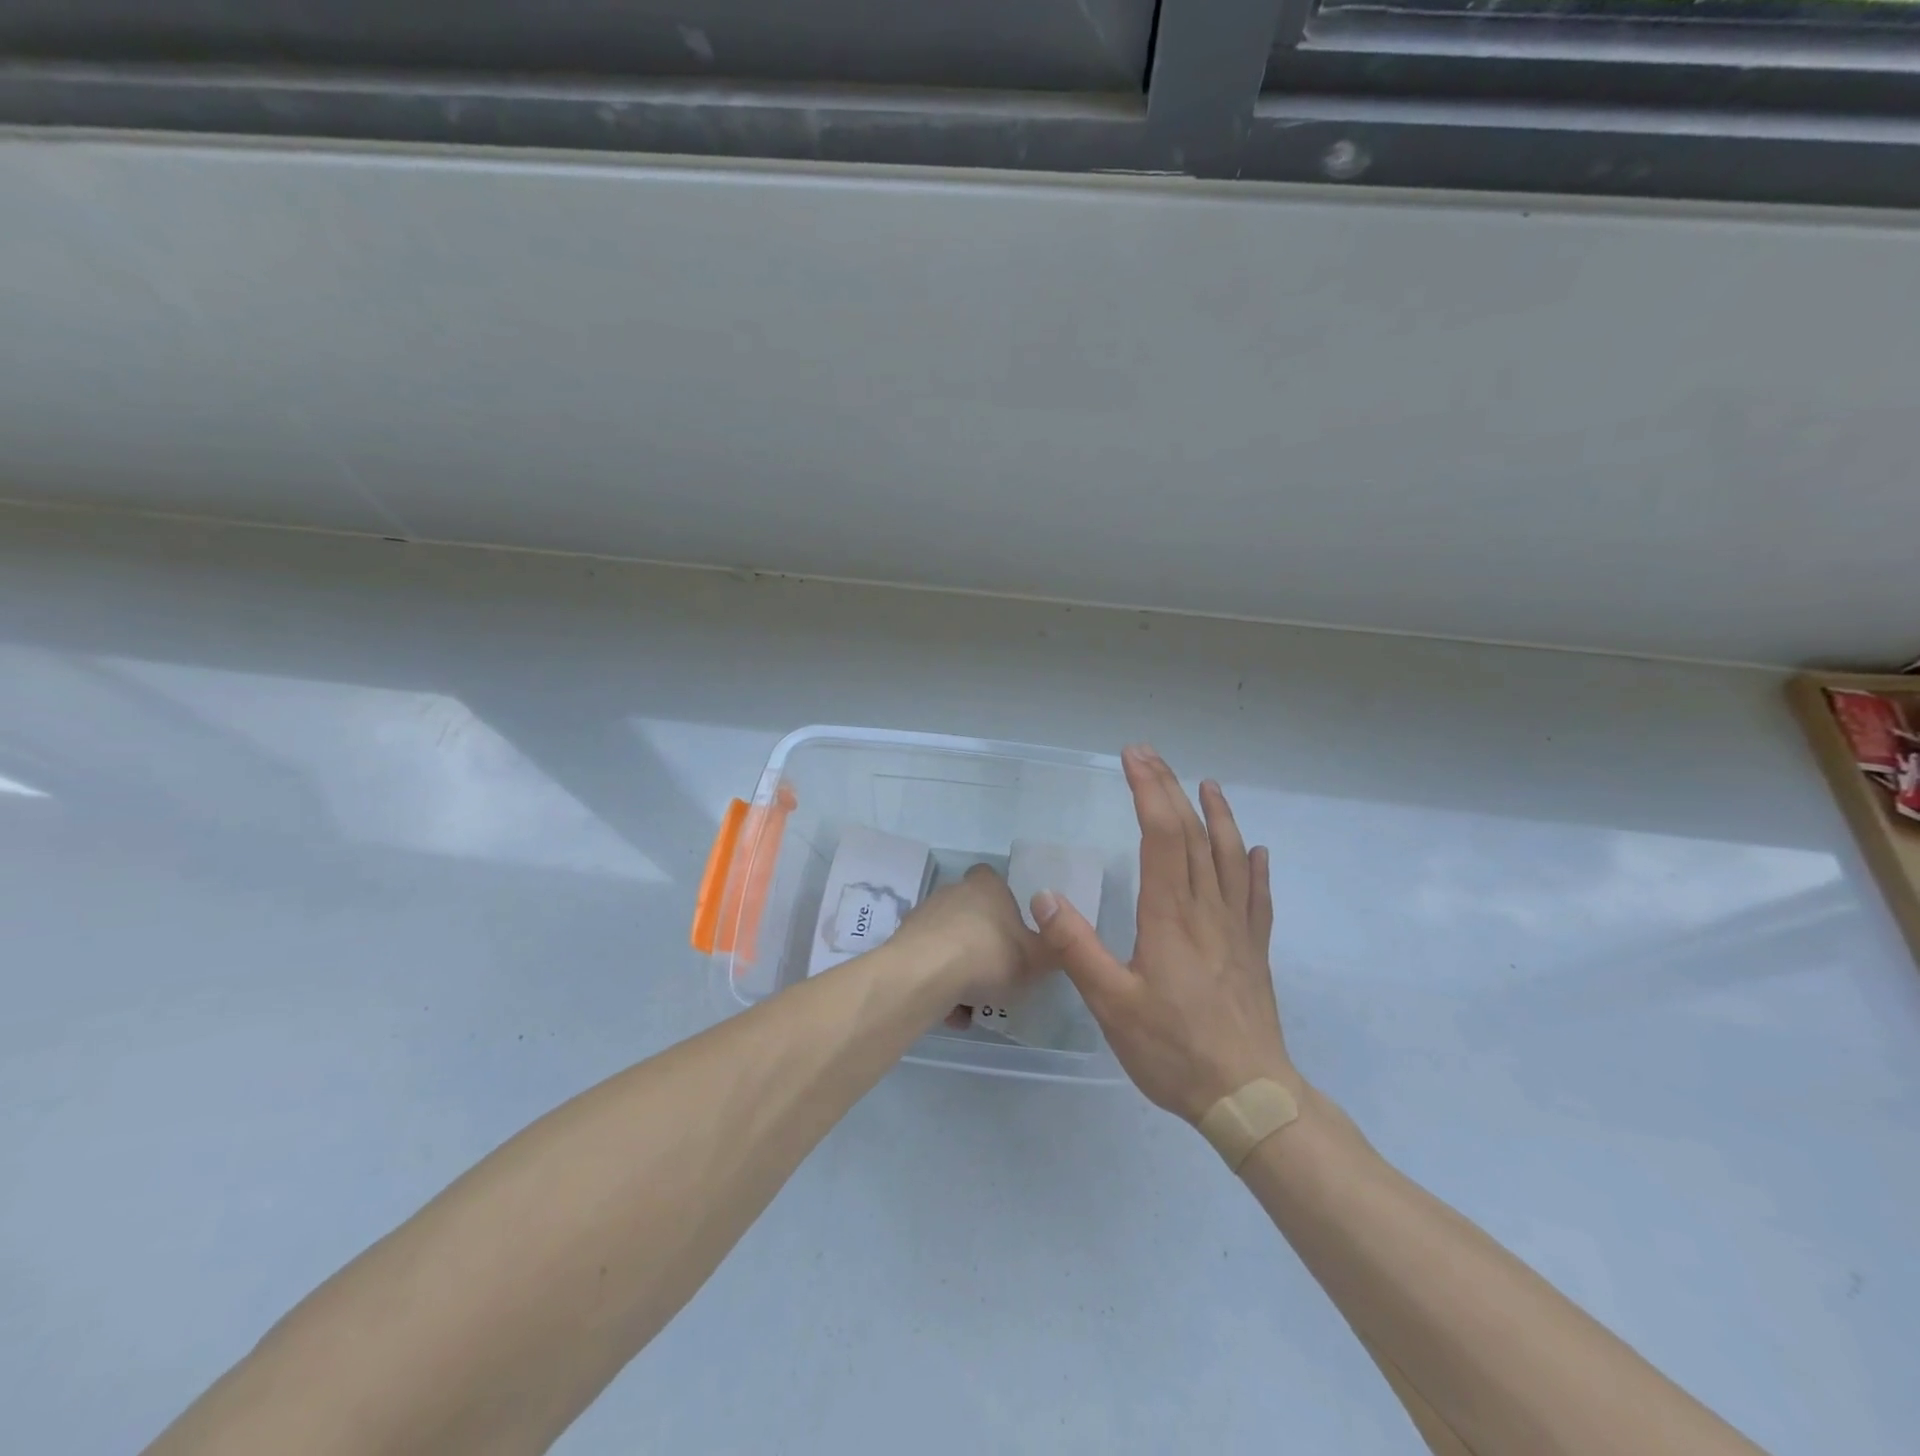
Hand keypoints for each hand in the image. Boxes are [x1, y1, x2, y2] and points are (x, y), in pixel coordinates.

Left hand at [895, 863, 1047, 1008]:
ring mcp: (925, 915)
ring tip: (971, 1004)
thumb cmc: (989, 957)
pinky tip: (948, 1011)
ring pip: (949, 942)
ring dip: (959, 968)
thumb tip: (1055, 941)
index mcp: (987, 886)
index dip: (1004, 903)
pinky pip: (928, 963)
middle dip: (982, 942)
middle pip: (971, 913)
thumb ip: (1050, 950)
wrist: (925, 975)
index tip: (1013, 932)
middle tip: (997, 974)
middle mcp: (953, 892)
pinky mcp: (903, 942)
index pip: (994, 879)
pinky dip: (938, 984)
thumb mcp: (1037, 960)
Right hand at [1032, 745, 1297, 1123]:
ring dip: (1218, 816)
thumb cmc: (1174, 1050)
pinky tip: (1256, 852)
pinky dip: (1254, 867)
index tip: (1132, 758)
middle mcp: (1207, 910)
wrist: (1249, 1096)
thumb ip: (1077, 948)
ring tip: (1208, 785)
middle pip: (1193, 835)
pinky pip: (1257, 897)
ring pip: (1230, 857)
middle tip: (1150, 755)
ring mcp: (1237, 929)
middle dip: (1170, 789)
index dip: (1148, 791)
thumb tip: (1044, 897)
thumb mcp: (1112, 1004)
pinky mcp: (1254, 950)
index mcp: (1170, 916)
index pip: (1162, 835)